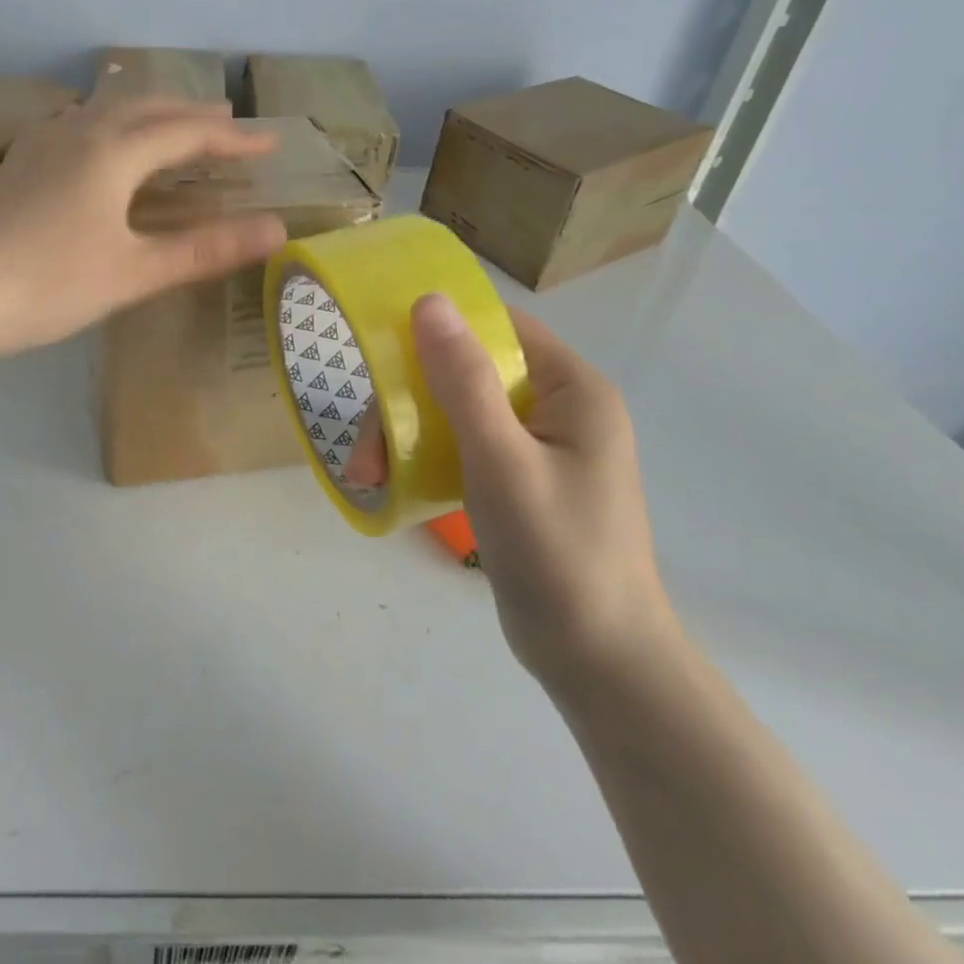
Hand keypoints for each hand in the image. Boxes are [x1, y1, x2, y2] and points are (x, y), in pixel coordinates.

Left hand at [0, 96, 287, 364]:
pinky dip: (110, 124)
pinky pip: (77, 124)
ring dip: (148, 112)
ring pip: (106, 109)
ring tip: (172, 124)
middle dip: (192, 113)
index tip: (271, 143)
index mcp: (111, 152)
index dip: (232, 138)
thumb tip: (277, 230)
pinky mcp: (16, 165)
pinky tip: (100, 143)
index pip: (186, 133)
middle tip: (228, 122)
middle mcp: (76, 133)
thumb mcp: (133, 273)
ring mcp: (39, 145)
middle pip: (145, 106)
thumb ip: (204, 250)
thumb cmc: (46, 285)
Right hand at [346, 296, 675, 696]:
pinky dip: (423, 457)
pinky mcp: (517, 478)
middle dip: (407, 402)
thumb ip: (463, 380)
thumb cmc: (556, 552)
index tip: (382, 350)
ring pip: (454, 411)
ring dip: (405, 434)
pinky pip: (460, 445)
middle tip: (366, 449)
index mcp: (572, 389)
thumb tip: (428, 300)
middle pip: (466, 372)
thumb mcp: (501, 460)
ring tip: (367, 476)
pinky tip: (389, 483)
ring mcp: (537, 445)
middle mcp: (557, 407)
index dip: (439, 328)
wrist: (598, 662)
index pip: (498, 327)